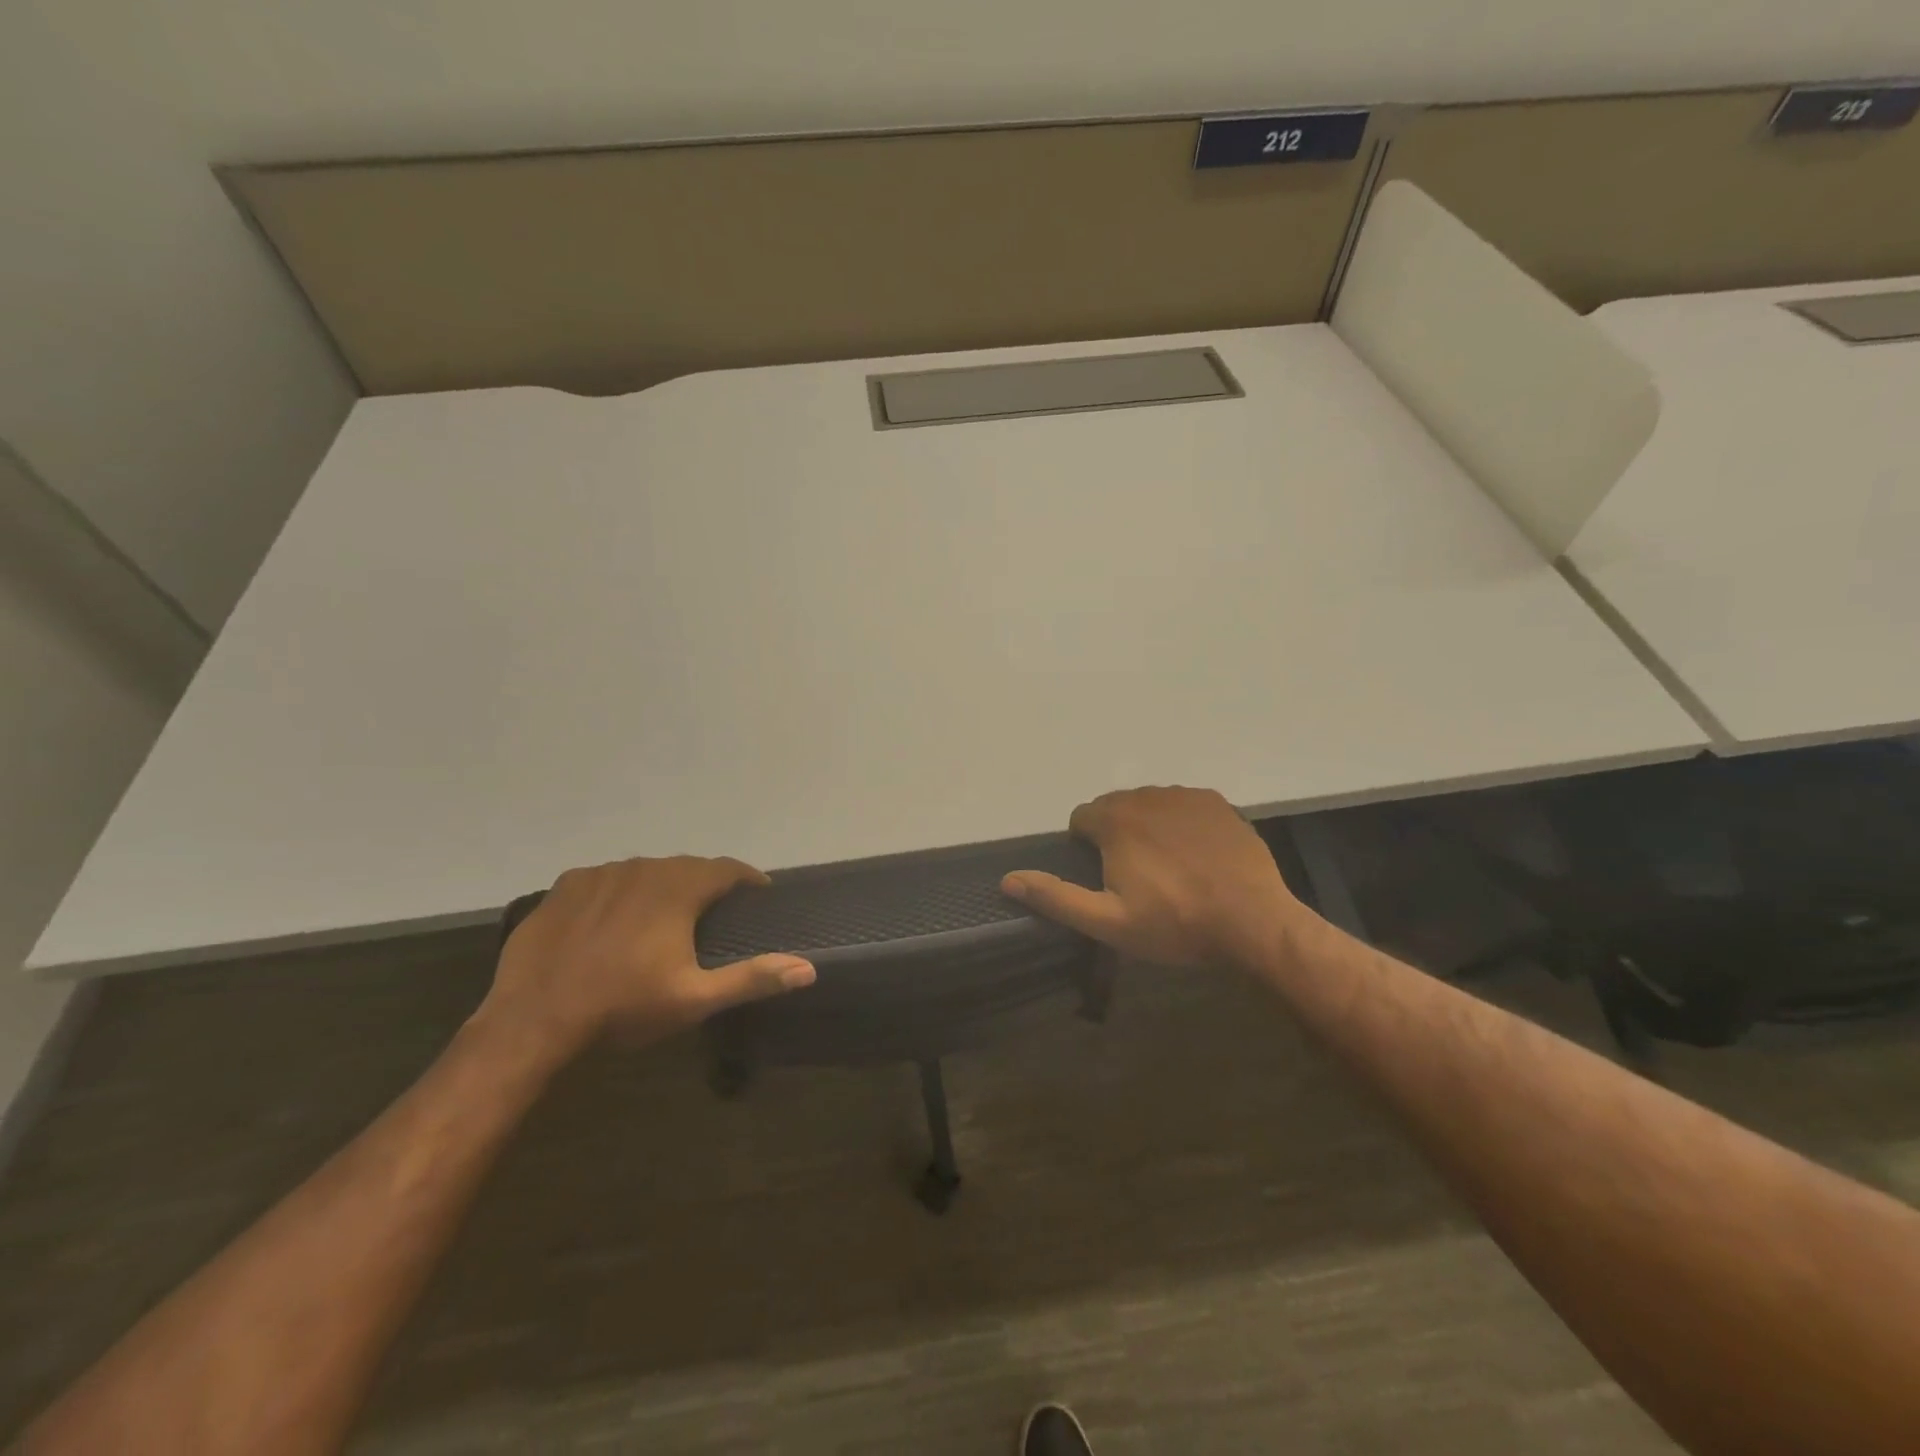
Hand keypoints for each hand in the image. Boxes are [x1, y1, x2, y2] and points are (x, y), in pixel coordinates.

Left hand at [479, 856, 815, 1058]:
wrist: (533, 1020)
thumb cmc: (623, 1007)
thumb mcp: (695, 998)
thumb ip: (753, 977)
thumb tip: (809, 968)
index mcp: (679, 888)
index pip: (727, 868)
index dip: (747, 879)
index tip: (758, 895)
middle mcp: (644, 868)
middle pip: (687, 867)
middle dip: (705, 885)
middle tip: (712, 914)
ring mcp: (601, 873)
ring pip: (645, 870)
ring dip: (662, 886)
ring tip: (663, 917)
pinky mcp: (565, 886)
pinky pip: (606, 879)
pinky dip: (620, 892)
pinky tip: (613, 920)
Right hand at [1002, 786, 1309, 969]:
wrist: (1253, 921)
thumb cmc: (1175, 923)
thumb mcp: (1108, 921)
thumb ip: (1055, 897)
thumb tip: (1007, 878)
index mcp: (1115, 820)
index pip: (1081, 818)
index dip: (1087, 848)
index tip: (1107, 878)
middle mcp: (1145, 796)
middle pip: (1114, 808)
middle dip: (1116, 835)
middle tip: (1137, 878)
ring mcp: (1184, 796)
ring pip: (1149, 804)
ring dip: (1148, 827)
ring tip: (1169, 868)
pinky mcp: (1216, 802)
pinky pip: (1183, 805)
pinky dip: (1181, 823)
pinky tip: (1197, 855)